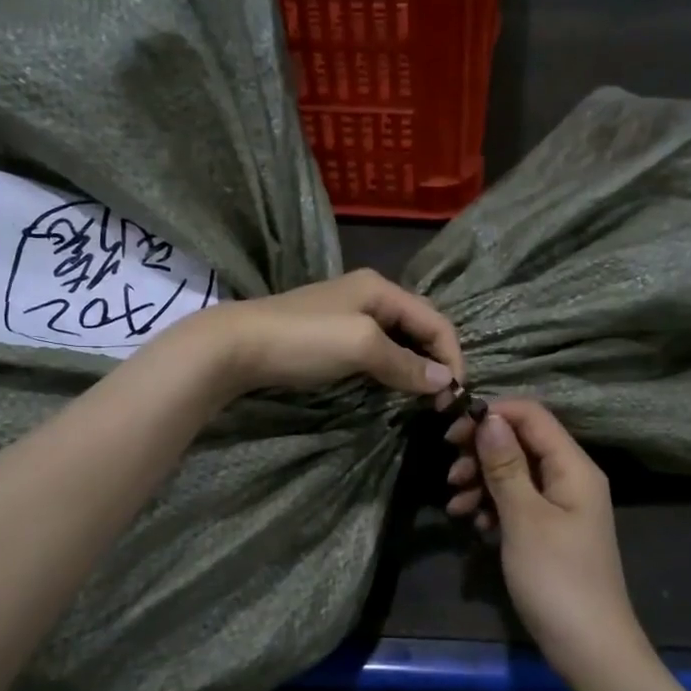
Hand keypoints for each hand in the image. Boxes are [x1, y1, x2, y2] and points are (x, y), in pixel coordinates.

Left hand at [185, 270, 463, 397]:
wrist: (235, 346)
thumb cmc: (304, 340)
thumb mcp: (361, 347)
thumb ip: (405, 362)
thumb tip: (446, 381)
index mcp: (381, 289)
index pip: (436, 320)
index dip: (452, 356)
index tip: (455, 396)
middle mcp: (369, 295)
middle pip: (418, 327)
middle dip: (435, 361)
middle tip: (440, 401)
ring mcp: (347, 314)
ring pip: (397, 340)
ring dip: (413, 367)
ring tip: (421, 398)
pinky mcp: (330, 335)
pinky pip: (375, 350)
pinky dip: (390, 368)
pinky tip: (389, 387)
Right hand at [446, 400, 653, 684]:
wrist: (590, 649)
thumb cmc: (557, 580)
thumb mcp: (524, 519)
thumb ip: (505, 466)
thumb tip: (489, 417)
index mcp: (573, 467)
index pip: (532, 416)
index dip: (491, 414)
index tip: (451, 431)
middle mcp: (570, 478)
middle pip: (520, 443)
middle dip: (481, 452)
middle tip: (451, 474)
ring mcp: (560, 505)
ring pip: (514, 473)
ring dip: (481, 481)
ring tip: (455, 505)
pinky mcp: (549, 530)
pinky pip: (517, 502)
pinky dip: (491, 506)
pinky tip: (472, 523)